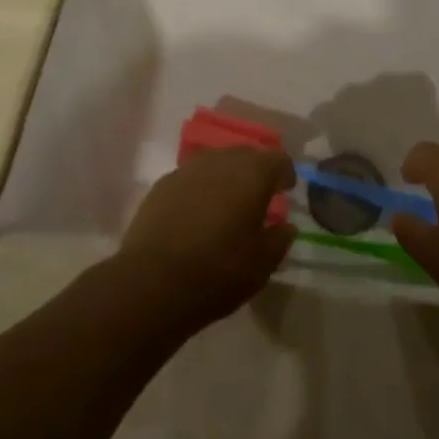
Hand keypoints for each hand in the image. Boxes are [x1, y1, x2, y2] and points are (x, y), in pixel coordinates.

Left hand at [120, 148, 295, 328]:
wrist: (152, 282)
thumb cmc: (218, 271)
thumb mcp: (262, 264)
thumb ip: (279, 239)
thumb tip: (285, 225)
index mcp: (252, 173)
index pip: (278, 160)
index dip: (285, 174)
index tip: (286, 192)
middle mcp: (221, 160)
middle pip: (247, 155)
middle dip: (256, 173)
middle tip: (259, 198)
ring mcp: (188, 169)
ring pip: (217, 163)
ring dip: (227, 178)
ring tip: (227, 205)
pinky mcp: (163, 184)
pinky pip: (192, 178)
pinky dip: (201, 189)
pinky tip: (197, 214)